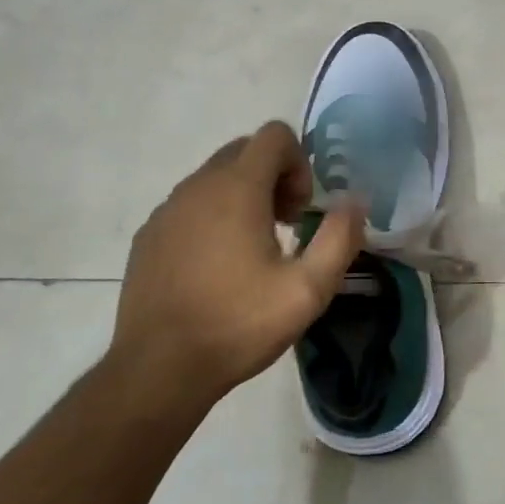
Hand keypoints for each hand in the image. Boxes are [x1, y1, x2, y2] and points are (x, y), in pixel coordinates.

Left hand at [112, 122, 364, 411]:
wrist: (158, 369)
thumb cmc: (238, 324)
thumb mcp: (308, 289)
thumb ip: (339, 237)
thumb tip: (355, 201)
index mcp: (237, 188)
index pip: (274, 134)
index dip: (299, 163)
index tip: (300, 212)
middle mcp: (197, 186)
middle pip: (245, 151)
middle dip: (274, 178)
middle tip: (286, 227)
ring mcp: (167, 209)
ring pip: (214, 179)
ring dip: (243, 198)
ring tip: (253, 253)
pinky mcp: (149, 235)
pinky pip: (189, 206)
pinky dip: (211, 219)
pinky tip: (216, 269)